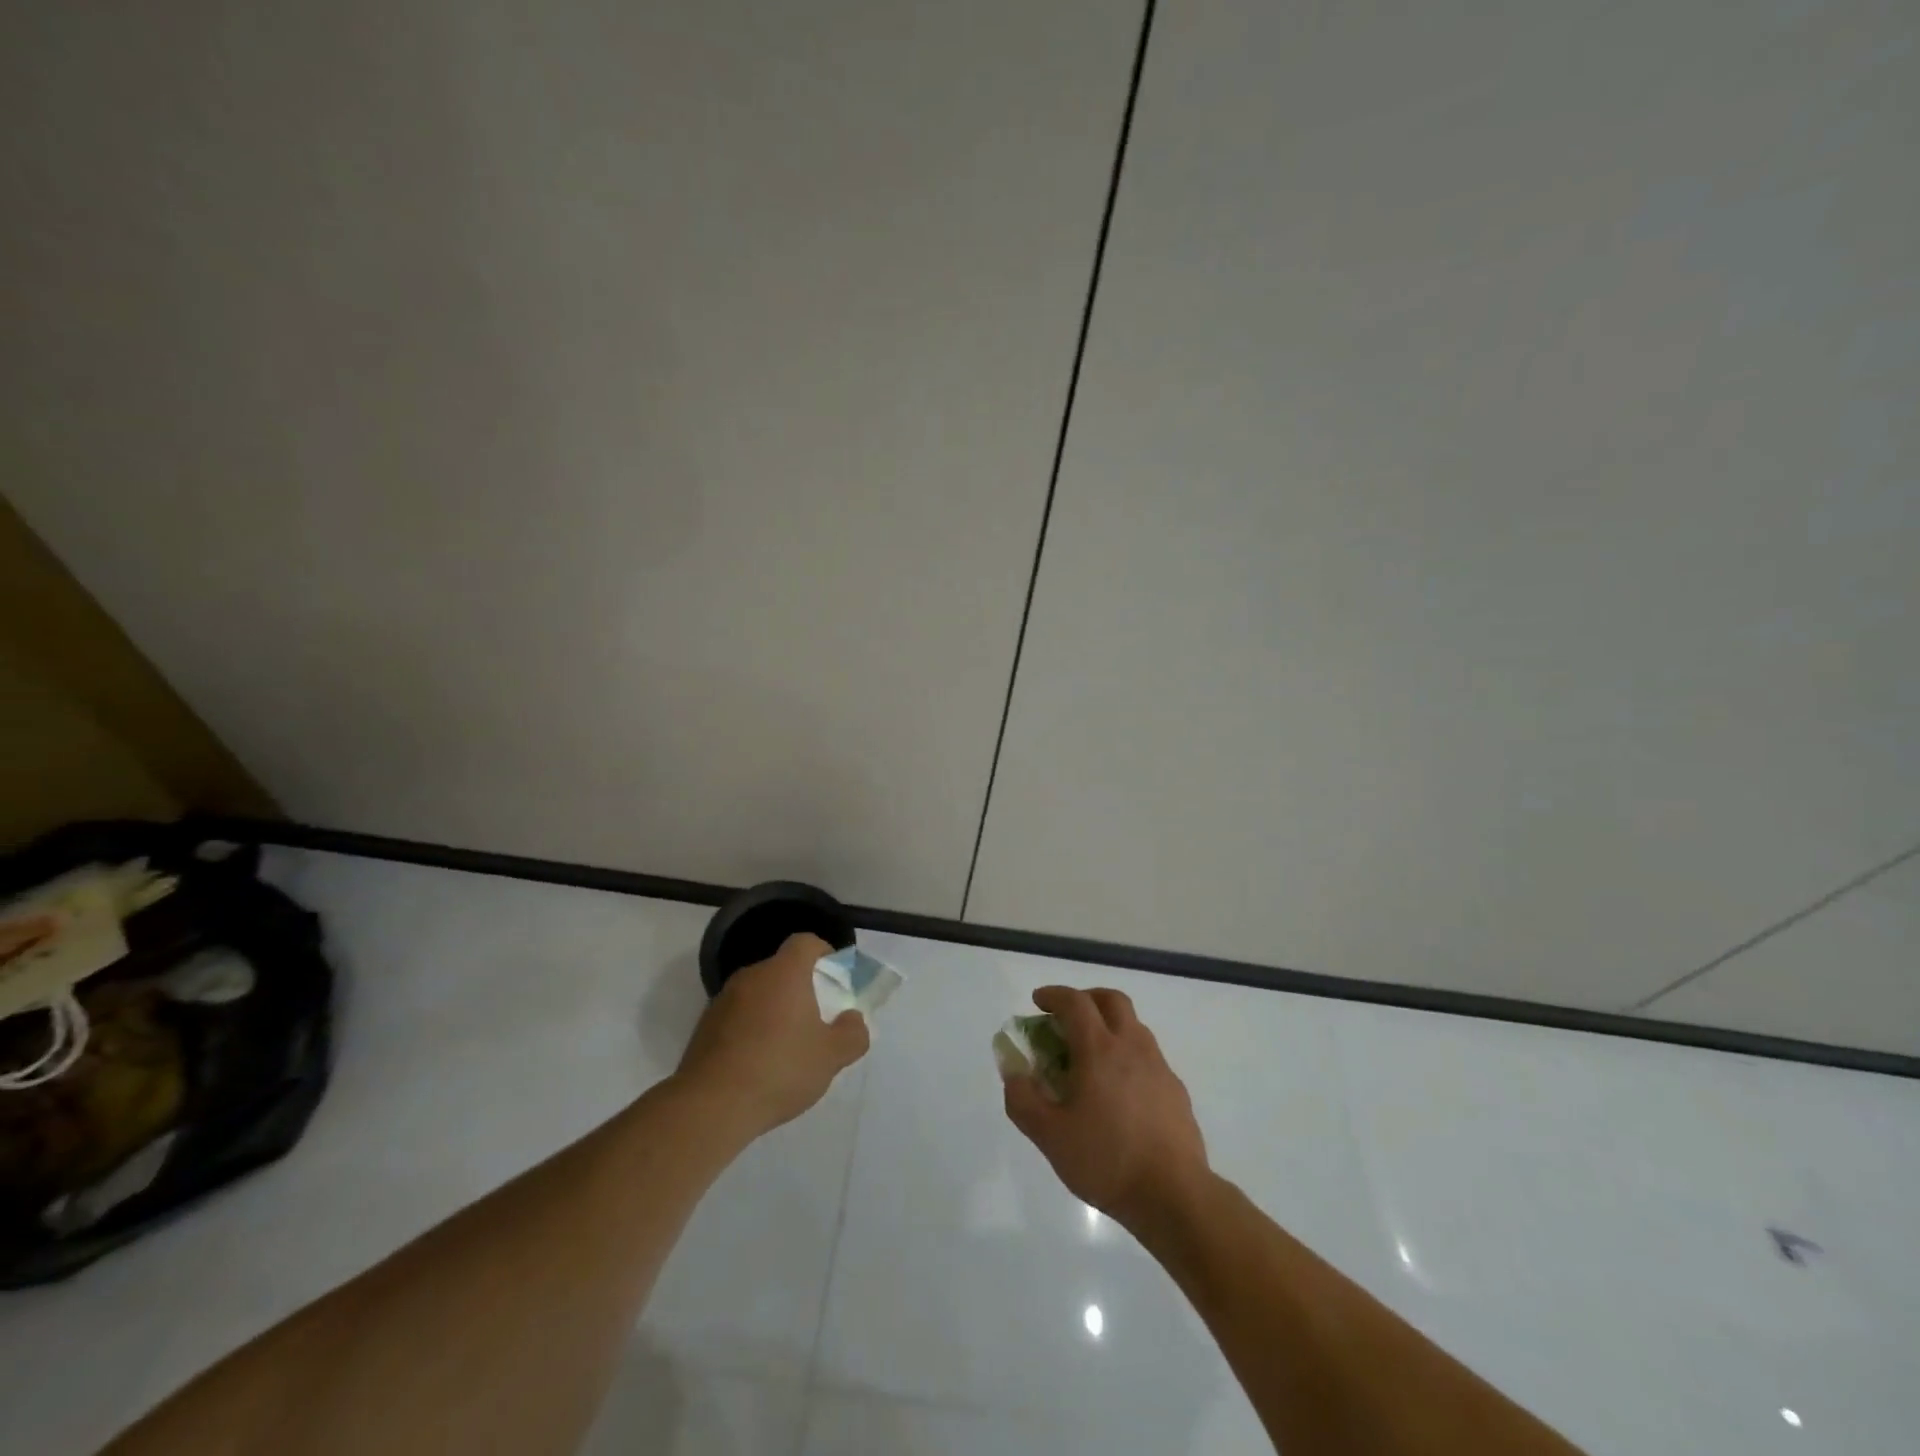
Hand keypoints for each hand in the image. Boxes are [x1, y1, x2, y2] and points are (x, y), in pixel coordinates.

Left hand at [675, 933, 869, 1138]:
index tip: (834, 977)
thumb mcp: (831, 1057)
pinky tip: (758, 1064)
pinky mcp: (704, 1027)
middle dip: (800, 987)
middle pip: (781, 969)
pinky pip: (737, 1016)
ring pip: (758, 993)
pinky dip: (751, 1029)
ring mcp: (723, 1001)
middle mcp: (751, 976)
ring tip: (786, 1047)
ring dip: (774, 1009)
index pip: (805, 942)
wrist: (710, 1106)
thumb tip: (853, 1019)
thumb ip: (852, 1034)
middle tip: (816, 1018)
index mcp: (784, 973)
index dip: (823, 953)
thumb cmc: (779, 1069)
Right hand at [1003, 985, 1209, 1230]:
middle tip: (1068, 1016)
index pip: (1075, 1002)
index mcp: (1099, 1049)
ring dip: (1109, 1025)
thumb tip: (1014, 1072)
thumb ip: (1023, 1100)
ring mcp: (1158, 1066)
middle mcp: (1131, 1046)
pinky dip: (1127, 1054)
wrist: (1174, 1195)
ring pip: (1133, 1025)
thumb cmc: (1106, 1160)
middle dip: (1086, 998)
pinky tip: (1118, 1090)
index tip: (1038, 1001)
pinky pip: (1147, 1055)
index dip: (1053, 995)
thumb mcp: (1050, 1136)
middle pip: (1111, 1000)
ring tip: (1091, 1055)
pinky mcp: (1175, 1089)